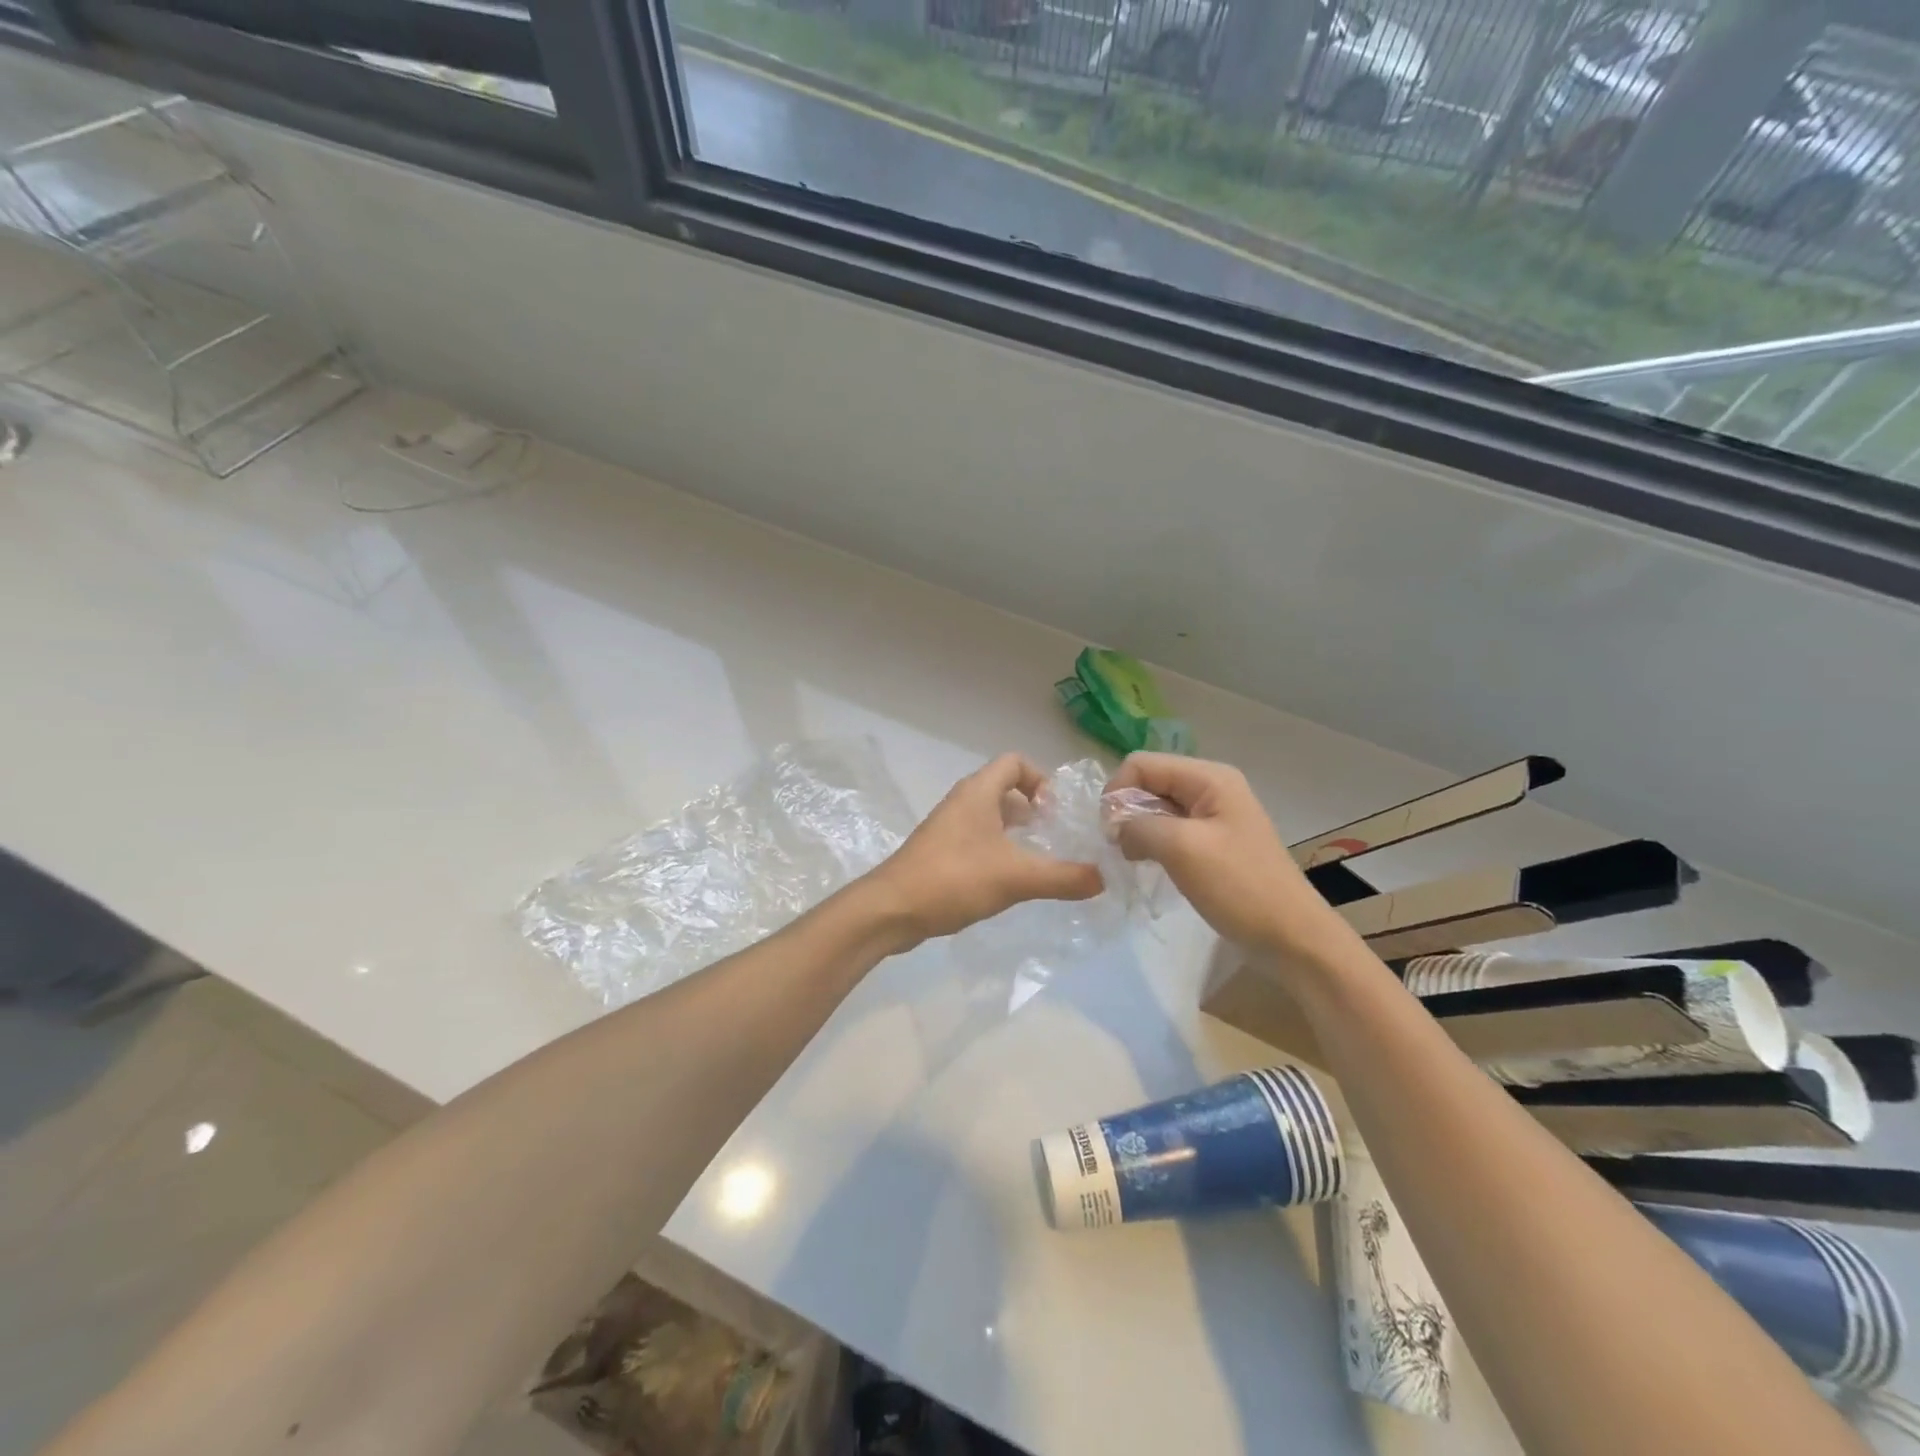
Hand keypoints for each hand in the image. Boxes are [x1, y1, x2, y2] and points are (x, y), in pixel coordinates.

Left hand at [866, 754, 1103, 950]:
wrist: (892, 909)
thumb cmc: (954, 879)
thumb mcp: (1016, 878)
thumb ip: (1063, 877)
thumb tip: (1103, 878)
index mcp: (978, 792)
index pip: (1014, 762)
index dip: (1040, 779)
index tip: (1055, 813)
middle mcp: (961, 802)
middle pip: (1003, 789)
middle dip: (1032, 809)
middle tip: (1054, 838)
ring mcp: (947, 827)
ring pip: (989, 816)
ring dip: (1014, 832)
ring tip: (1037, 861)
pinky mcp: (939, 852)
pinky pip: (976, 839)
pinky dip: (996, 850)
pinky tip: (1007, 882)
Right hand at [1107, 753, 1345, 959]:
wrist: (1291, 937)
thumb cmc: (1239, 887)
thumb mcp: (1182, 848)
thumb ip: (1139, 826)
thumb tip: (1116, 827)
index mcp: (1209, 777)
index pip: (1141, 764)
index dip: (1118, 792)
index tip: (1109, 832)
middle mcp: (1211, 787)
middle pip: (1149, 782)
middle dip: (1127, 810)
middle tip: (1120, 848)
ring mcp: (1213, 815)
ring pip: (1157, 807)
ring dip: (1138, 829)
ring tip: (1134, 859)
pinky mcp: (1212, 842)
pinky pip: (1170, 829)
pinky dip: (1153, 843)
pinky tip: (1150, 864)